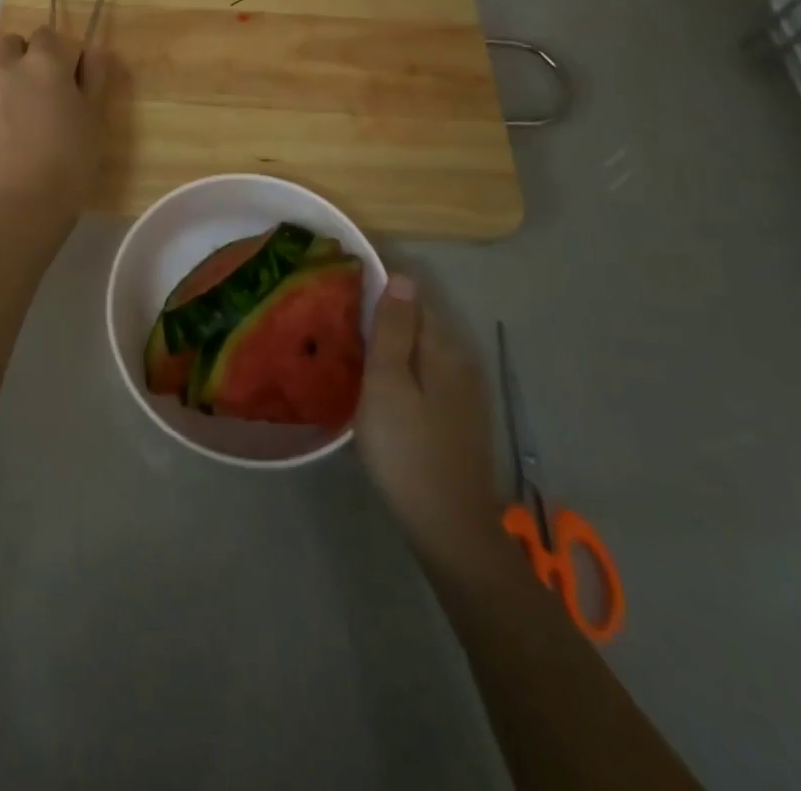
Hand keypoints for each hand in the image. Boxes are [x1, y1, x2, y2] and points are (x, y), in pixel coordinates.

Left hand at [0, 26, 99, 210]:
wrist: (28, 199)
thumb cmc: (72, 155)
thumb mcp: (94, 113)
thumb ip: (93, 75)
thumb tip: (91, 51)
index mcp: (43, 60)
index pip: (48, 33)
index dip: (61, 51)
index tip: (73, 74)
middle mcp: (8, 65)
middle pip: (14, 42)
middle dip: (29, 54)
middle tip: (49, 85)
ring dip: (11, 71)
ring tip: (29, 103)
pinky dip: (0, 94)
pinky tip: (16, 121)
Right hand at [356, 277, 508, 578]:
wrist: (448, 526)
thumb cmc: (407, 448)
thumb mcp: (388, 383)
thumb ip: (394, 328)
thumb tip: (402, 275)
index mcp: (443, 347)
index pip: (413, 295)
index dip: (380, 285)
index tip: (343, 284)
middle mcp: (460, 361)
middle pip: (419, 321)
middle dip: (384, 312)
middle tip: (337, 314)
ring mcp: (463, 392)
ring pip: (421, 349)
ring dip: (391, 341)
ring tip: (349, 343)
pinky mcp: (457, 417)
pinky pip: (425, 373)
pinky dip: (401, 366)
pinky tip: (377, 380)